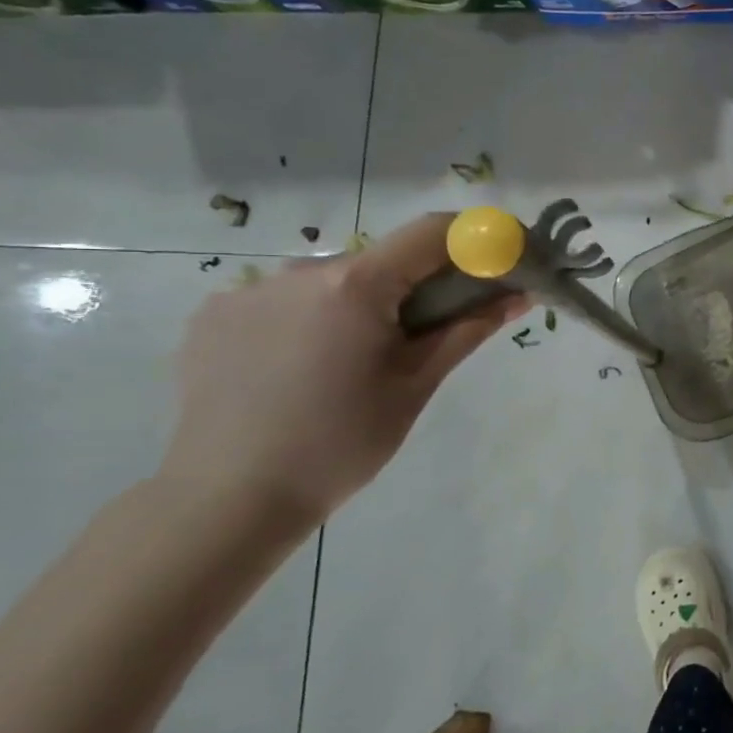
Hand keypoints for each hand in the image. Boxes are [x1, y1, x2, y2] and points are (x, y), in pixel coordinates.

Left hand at [158, 213, 529, 529]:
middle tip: (423, 339)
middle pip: (381, 260)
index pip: (431, 232)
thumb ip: (467, 329)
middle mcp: (298, 271)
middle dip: (414, 287)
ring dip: (359, 306)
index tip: (498, 264)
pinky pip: (284, 301)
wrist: (229, 500)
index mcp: (355, 286)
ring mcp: (247, 291)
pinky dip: (310, 321)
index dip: (475, 240)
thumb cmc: (342, 443)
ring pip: (332, 282)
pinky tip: (301, 371)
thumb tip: (518, 295)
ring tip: (352, 366)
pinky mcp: (214, 316)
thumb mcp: (416, 384)